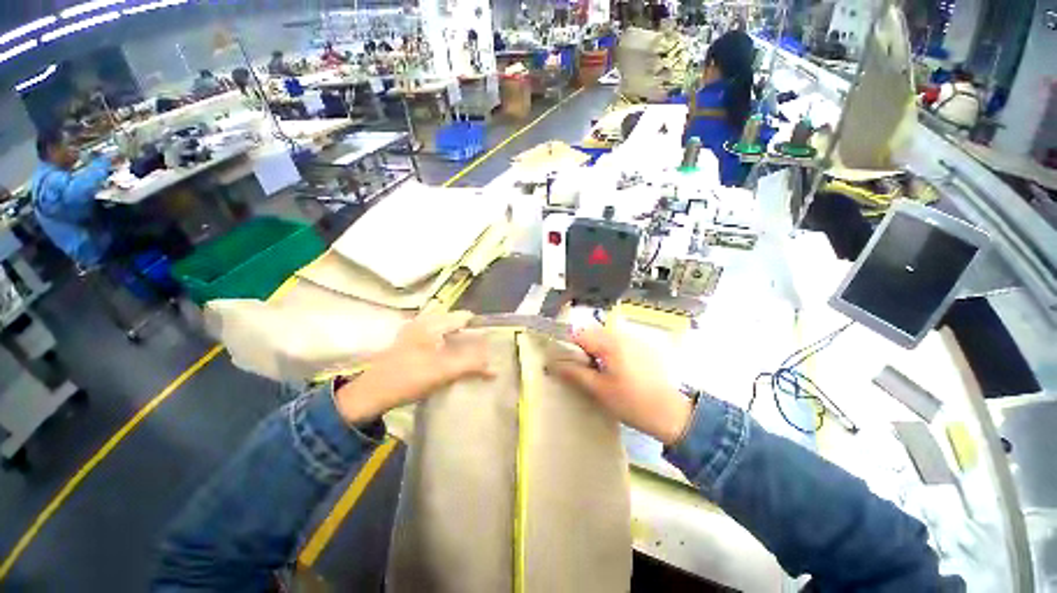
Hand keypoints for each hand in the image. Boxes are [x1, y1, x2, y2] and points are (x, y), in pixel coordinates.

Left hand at [334, 311, 493, 423]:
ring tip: (470, 354)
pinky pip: (435, 336)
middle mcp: (423, 321)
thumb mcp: (443, 372)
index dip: (479, 328)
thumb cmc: (408, 378)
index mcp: (432, 323)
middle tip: (482, 350)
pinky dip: (446, 344)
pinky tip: (450, 357)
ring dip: (458, 340)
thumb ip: (471, 367)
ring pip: (445, 329)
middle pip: (455, 322)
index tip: (491, 341)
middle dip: (470, 334)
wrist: (370, 393)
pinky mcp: (409, 341)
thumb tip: (495, 368)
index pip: (464, 317)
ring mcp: (414, 330)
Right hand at [549, 327, 692, 445]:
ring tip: (598, 371)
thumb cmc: (632, 402)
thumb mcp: (599, 390)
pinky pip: (618, 342)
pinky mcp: (643, 346)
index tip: (564, 360)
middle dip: (581, 347)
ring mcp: (634, 339)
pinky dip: (610, 351)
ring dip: (595, 349)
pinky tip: (616, 370)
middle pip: (591, 332)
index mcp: (610, 343)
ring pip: (604, 337)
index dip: (567, 344)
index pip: (578, 332)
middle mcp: (622, 335)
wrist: (672, 413)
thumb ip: (574, 373)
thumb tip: (553, 363)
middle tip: (582, 369)